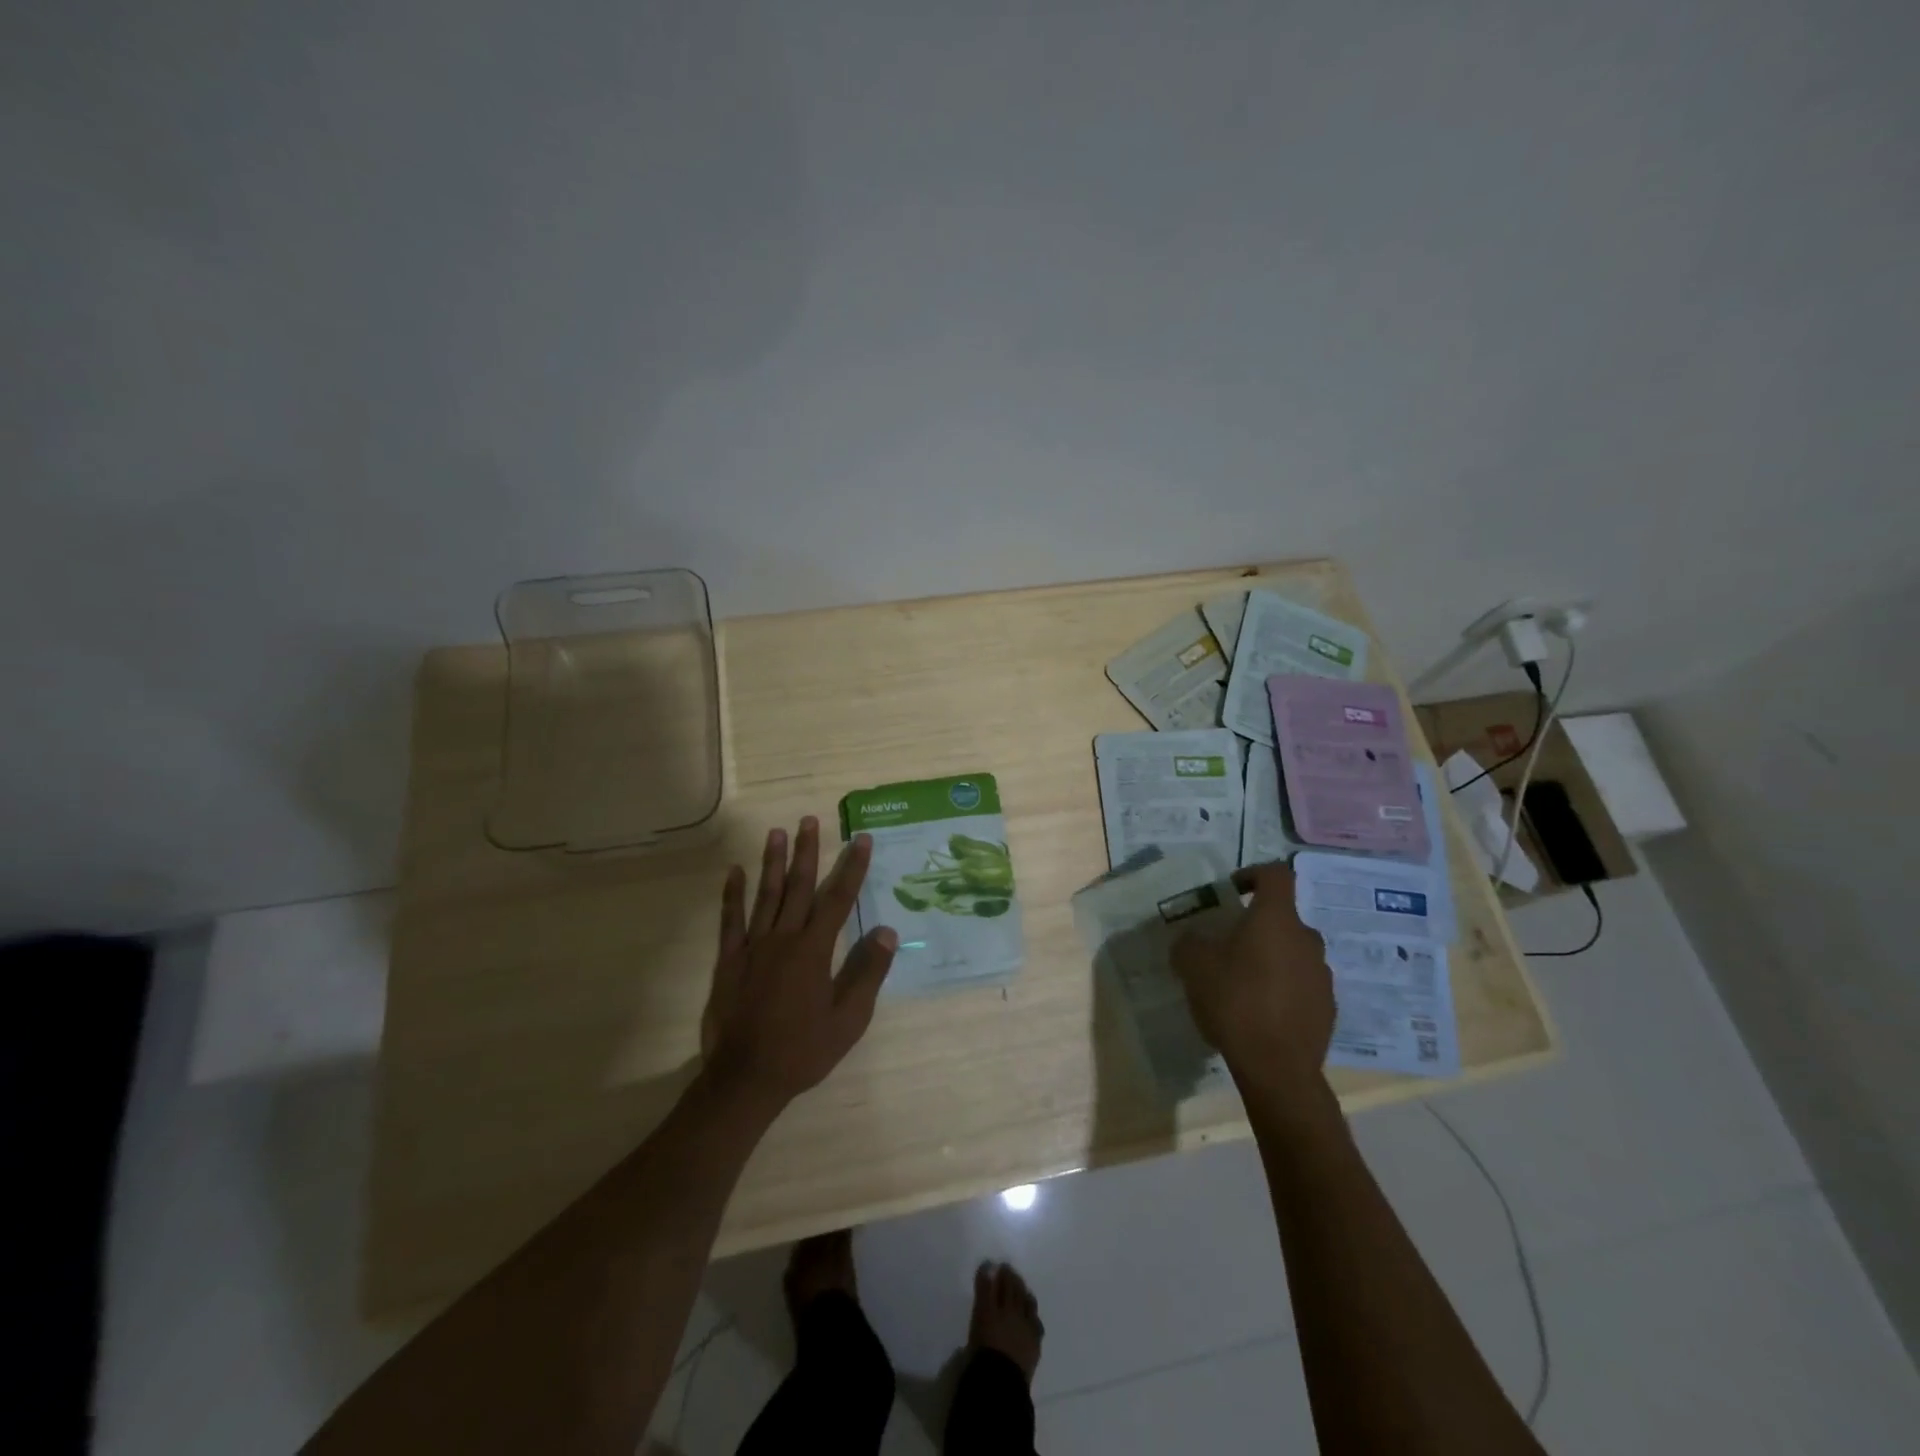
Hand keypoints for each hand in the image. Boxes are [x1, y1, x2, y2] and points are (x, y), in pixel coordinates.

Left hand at [701, 817, 897, 1109]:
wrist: (745, 1078)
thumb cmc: (803, 1050)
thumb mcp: (848, 1019)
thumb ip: (868, 973)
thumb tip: (889, 932)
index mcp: (815, 950)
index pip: (839, 899)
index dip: (852, 868)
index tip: (861, 839)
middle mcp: (784, 938)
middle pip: (799, 886)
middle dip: (807, 852)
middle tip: (809, 820)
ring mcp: (753, 946)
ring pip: (766, 895)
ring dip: (772, 862)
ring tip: (776, 832)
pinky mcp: (729, 960)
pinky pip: (730, 920)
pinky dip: (732, 894)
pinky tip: (734, 872)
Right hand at [1171, 865, 1333, 1093]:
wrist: (1278, 1068)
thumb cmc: (1235, 1002)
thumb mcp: (1193, 965)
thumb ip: (1189, 942)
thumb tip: (1193, 938)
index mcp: (1276, 919)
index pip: (1276, 874)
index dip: (1253, 874)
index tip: (1233, 890)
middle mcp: (1306, 939)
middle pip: (1282, 918)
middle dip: (1257, 926)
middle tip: (1229, 945)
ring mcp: (1322, 975)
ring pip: (1293, 952)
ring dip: (1271, 958)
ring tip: (1243, 983)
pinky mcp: (1328, 1007)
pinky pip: (1302, 984)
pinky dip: (1283, 988)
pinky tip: (1261, 1012)